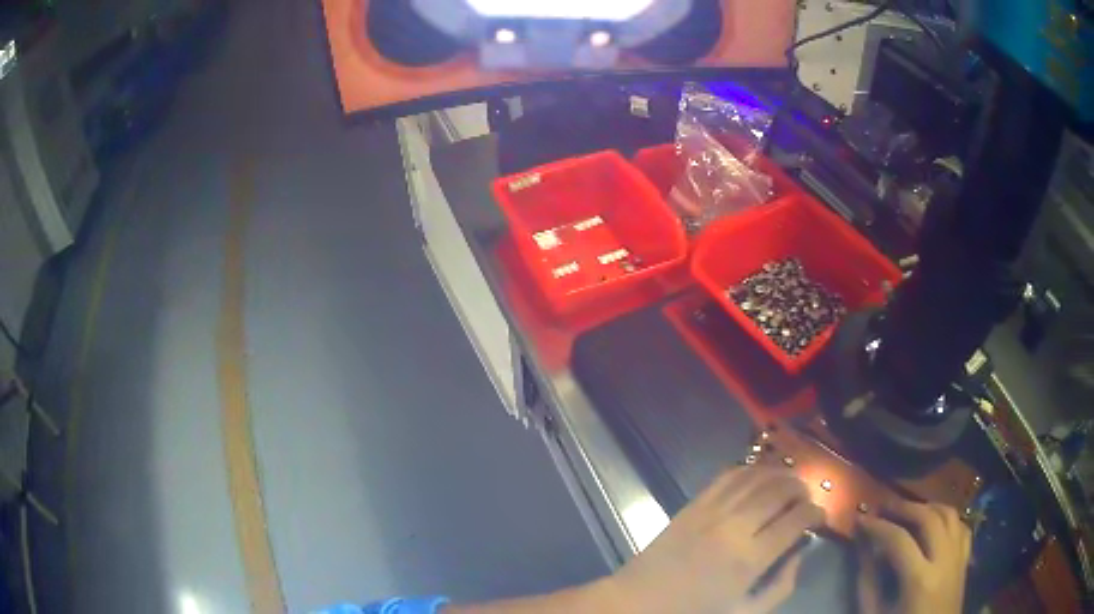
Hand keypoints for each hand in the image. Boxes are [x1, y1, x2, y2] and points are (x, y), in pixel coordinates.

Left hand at [603, 467, 824, 613]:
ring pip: (756, 477)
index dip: (816, 513)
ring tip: (791, 483)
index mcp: (749, 559)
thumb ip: (780, 587)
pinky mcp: (692, 504)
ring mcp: (711, 511)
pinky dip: (749, 469)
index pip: (796, 520)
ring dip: (780, 474)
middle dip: (801, 489)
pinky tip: (760, 475)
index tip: (820, 516)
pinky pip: (727, 476)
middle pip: (780, 491)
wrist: (638, 602)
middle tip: (807, 498)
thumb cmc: (694, 612)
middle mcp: (734, 527)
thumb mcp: (745, 612)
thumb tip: (800, 554)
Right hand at [856, 500, 971, 613]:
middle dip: (904, 507)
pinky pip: (961, 527)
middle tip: (883, 505)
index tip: (860, 519)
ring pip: (949, 515)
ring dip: (928, 506)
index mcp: (919, 580)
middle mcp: (944, 561)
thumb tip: (863, 547)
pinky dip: (948, 518)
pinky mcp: (965, 560)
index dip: (877, 526)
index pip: (898, 540)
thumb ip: (868, 582)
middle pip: (929, 518)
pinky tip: (935, 523)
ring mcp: (959, 558)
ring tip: (909, 509)